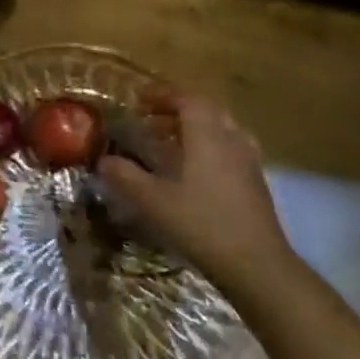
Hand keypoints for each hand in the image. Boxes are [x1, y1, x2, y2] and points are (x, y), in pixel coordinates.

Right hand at [99, 87, 295, 286]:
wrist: (255, 263)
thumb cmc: (200, 223)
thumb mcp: (152, 200)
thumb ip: (125, 176)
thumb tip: (104, 160)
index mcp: (207, 137)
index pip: (188, 99)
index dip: (162, 95)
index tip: (138, 100)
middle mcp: (232, 140)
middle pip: (207, 110)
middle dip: (176, 109)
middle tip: (150, 120)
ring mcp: (248, 161)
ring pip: (220, 129)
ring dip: (193, 128)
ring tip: (168, 142)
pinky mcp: (254, 182)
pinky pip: (228, 148)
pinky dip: (206, 147)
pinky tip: (190, 170)